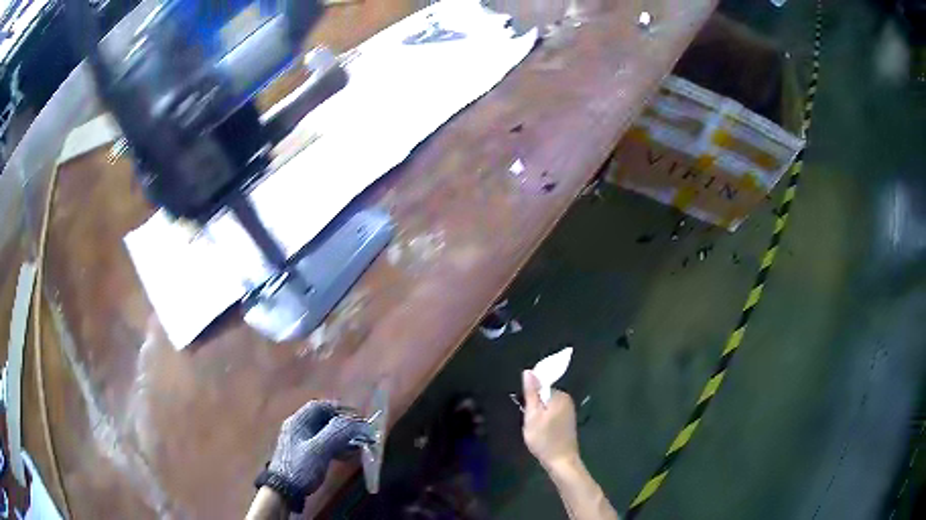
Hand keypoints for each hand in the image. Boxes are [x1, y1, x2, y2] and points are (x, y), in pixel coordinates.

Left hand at [264, 401, 371, 511]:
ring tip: (357, 445)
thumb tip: (357, 422)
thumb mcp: (320, 449)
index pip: (319, 406)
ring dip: (341, 437)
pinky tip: (346, 456)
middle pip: (323, 419)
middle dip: (343, 424)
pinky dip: (336, 447)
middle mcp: (298, 428)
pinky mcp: (304, 454)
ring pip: (324, 433)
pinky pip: (323, 445)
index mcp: (298, 421)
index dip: (339, 408)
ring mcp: (300, 441)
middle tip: (360, 432)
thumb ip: (337, 433)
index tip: (357, 416)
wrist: (283, 490)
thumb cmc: (301, 467)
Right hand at [521, 370, 579, 471]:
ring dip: (538, 415)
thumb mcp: (533, 415)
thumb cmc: (545, 439)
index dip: (529, 398)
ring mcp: (568, 410)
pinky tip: (542, 432)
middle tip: (530, 422)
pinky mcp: (567, 420)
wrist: (561, 461)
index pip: (539, 386)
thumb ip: (531, 393)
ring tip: (535, 429)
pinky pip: (551, 413)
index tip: (525, 411)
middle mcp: (567, 399)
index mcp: (559, 396)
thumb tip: (529, 371)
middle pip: (543, 395)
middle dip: (534, 406)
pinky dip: (544, 420)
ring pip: (546, 406)